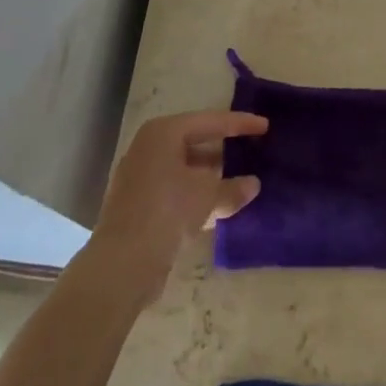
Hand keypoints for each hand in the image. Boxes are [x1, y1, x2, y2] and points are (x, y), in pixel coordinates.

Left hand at [88, 110, 266, 299]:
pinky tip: (216, 207)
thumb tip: (253, 184)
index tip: (264, 126)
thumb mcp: (207, 196)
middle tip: (251, 150)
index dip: (240, 124)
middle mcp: (148, 147)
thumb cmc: (167, 211)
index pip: (210, 121)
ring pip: (184, 168)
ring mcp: (140, 176)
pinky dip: (195, 194)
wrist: (121, 264)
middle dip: (223, 149)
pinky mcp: (137, 204)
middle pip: (194, 141)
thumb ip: (232, 188)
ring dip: (210, 176)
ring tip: (239, 180)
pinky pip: (175, 189)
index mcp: (164, 132)